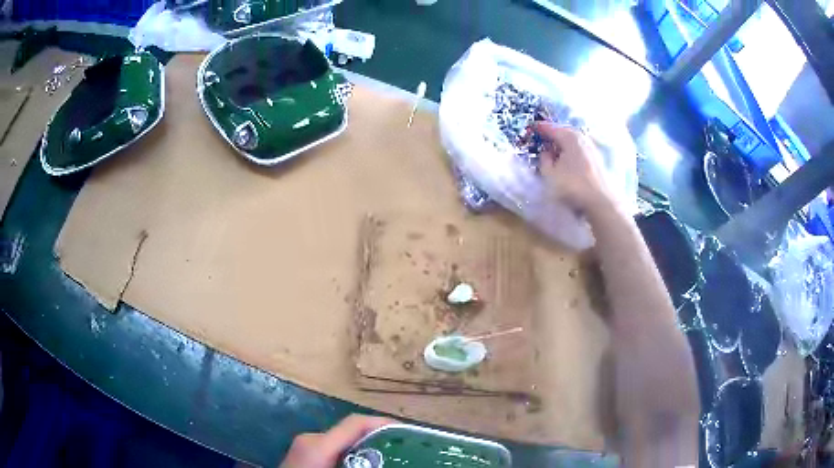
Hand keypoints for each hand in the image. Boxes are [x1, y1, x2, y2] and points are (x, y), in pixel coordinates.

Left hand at [279, 415, 395, 467]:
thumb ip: (361, 466)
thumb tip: (384, 463)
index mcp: (317, 445)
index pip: (356, 423)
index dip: (385, 424)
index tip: (410, 434)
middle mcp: (311, 439)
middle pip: (352, 432)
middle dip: (380, 440)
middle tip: (405, 452)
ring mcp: (305, 446)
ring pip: (343, 442)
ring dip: (367, 449)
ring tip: (389, 460)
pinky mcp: (304, 455)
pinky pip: (334, 450)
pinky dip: (352, 455)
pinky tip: (363, 467)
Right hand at [533, 122, 613, 215]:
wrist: (601, 201)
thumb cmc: (573, 186)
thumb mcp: (550, 174)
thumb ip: (544, 160)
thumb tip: (545, 152)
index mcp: (569, 137)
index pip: (551, 128)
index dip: (540, 128)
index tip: (532, 128)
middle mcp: (582, 138)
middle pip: (564, 132)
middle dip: (553, 134)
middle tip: (543, 138)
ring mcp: (592, 148)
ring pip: (573, 141)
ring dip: (563, 143)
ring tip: (555, 150)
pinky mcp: (597, 159)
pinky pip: (580, 149)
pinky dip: (572, 151)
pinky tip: (568, 159)